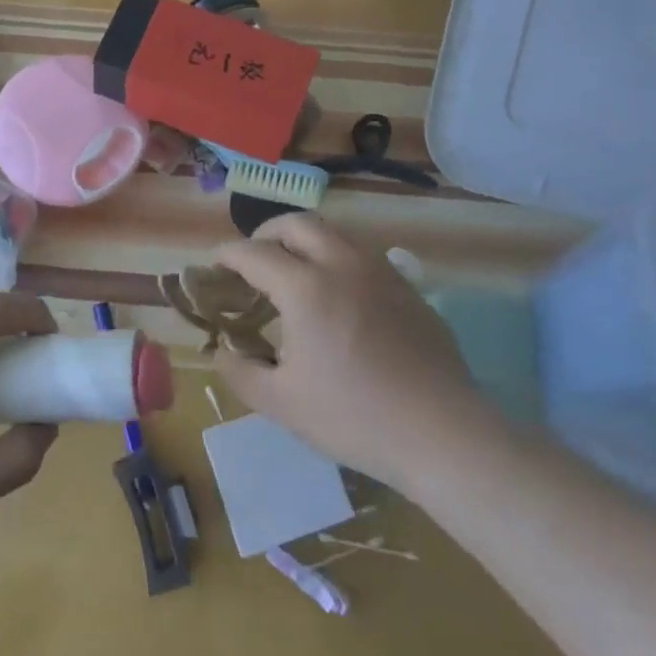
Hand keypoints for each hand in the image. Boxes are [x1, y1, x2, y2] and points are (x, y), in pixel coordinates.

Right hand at [210, 214, 496, 495]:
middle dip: (266, 233)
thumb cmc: (354, 417)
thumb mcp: (281, 403)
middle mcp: (342, 263)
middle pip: (296, 223)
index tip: (213, 266)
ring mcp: (381, 271)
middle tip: (253, 260)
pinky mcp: (408, 287)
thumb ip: (239, 370)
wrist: (442, 432)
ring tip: (294, 274)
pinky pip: (363, 256)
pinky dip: (337, 260)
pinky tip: (339, 298)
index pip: (252, 253)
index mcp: (305, 287)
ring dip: (305, 242)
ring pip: (334, 233)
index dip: (226, 255)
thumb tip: (222, 351)